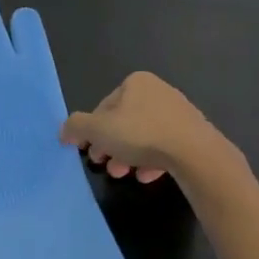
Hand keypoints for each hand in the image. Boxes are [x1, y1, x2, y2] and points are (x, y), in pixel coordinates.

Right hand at [60, 71, 233, 183]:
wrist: (195, 152)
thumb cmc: (141, 134)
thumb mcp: (99, 130)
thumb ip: (77, 127)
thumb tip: (64, 130)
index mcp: (136, 82)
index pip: (105, 106)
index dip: (93, 130)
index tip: (90, 152)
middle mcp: (158, 91)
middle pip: (125, 122)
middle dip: (111, 146)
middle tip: (105, 166)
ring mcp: (178, 112)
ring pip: (144, 135)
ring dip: (129, 155)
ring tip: (124, 175)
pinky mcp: (192, 132)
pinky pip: (164, 145)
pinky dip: (152, 159)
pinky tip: (146, 175)